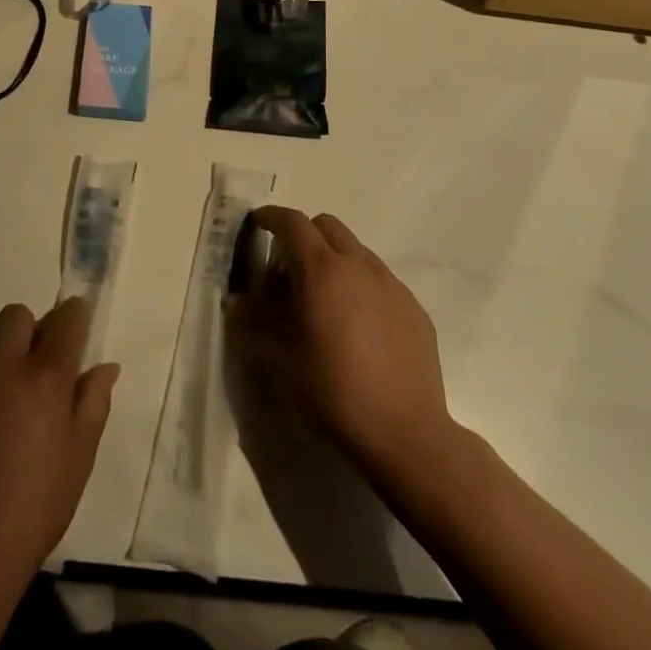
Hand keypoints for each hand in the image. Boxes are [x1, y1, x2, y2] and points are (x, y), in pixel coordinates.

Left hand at [0, 298, 117, 599]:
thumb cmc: (29, 515)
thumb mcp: (77, 463)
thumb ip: (92, 405)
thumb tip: (104, 367)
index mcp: (42, 379)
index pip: (65, 320)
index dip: (74, 317)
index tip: (74, 324)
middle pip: (15, 316)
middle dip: (28, 331)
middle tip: (29, 369)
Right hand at [230, 206, 451, 477]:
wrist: (405, 433)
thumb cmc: (332, 391)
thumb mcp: (279, 359)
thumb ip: (253, 321)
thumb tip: (237, 300)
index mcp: (322, 270)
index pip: (292, 223)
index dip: (271, 217)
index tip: (257, 223)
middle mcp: (359, 266)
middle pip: (327, 226)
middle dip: (303, 235)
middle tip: (287, 270)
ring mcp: (391, 285)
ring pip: (356, 250)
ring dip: (333, 259)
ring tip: (323, 301)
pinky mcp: (413, 308)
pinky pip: (380, 279)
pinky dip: (360, 284)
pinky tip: (357, 326)